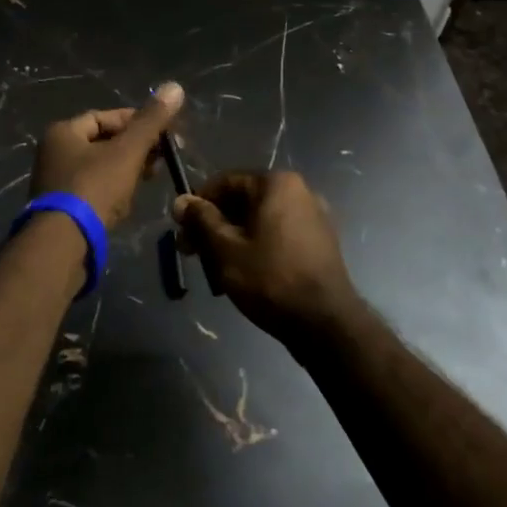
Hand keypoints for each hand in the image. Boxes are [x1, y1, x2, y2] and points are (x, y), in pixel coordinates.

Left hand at [29, 83, 184, 229]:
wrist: (64, 244)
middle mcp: (53, 153)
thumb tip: (175, 86)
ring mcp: (55, 182)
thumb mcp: (127, 151)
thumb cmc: (94, 188)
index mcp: (63, 132)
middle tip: (162, 158)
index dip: (135, 121)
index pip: (104, 117)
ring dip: (126, 170)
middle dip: (134, 148)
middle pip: (102, 142)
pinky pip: (92, 191)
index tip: (162, 133)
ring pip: (99, 168)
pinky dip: (112, 191)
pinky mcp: (61, 209)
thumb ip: (151, 121)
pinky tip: (128, 202)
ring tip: (150, 179)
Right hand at [173, 171, 360, 346]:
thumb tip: (181, 200)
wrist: (325, 324)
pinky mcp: (320, 242)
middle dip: (214, 225)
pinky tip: (244, 272)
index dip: (198, 204)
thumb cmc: (270, 279)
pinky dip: (257, 246)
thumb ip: (201, 220)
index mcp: (277, 184)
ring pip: (260, 220)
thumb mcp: (225, 249)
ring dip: (233, 238)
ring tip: (215, 267)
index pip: (225, 182)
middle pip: (243, 201)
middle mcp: (299, 191)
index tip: (182, 230)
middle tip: (193, 253)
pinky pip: (278, 234)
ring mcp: (314, 217)